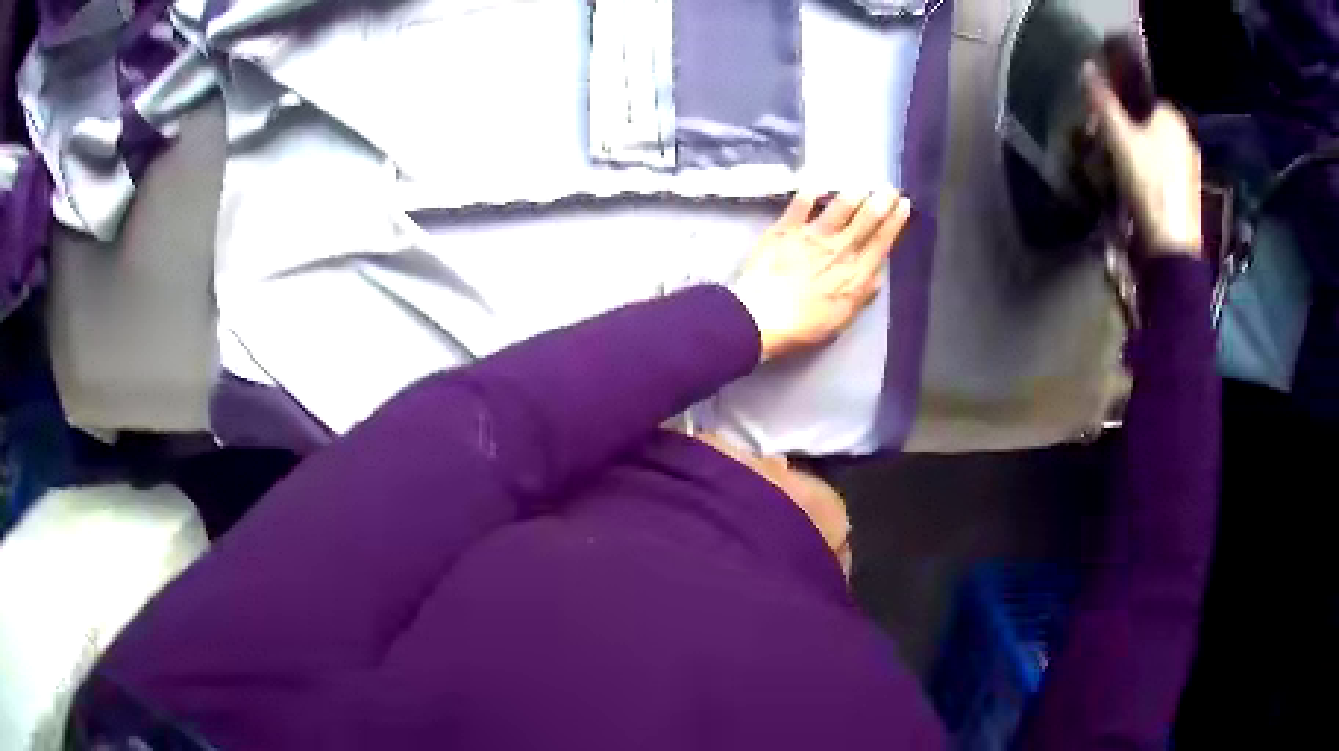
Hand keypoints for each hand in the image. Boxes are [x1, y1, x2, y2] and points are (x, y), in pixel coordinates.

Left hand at [730, 188, 911, 360]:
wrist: (759, 315)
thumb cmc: (802, 326)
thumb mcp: (842, 318)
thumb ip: (863, 293)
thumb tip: (878, 273)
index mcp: (855, 274)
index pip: (881, 242)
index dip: (895, 222)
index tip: (904, 206)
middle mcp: (839, 249)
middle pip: (866, 220)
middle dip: (882, 201)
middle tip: (891, 188)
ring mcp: (812, 236)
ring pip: (840, 207)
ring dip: (853, 194)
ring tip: (863, 185)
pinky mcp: (785, 228)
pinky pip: (801, 204)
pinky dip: (811, 192)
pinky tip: (817, 184)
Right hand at [1083, 63, 1201, 256]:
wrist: (1171, 244)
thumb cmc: (1148, 183)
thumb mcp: (1118, 137)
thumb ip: (1103, 102)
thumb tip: (1086, 67)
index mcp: (1172, 116)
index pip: (1144, 98)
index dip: (1126, 106)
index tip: (1110, 119)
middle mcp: (1186, 137)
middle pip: (1153, 125)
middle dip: (1135, 131)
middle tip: (1113, 144)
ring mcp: (1192, 168)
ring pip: (1161, 151)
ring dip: (1145, 155)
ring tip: (1124, 170)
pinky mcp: (1190, 195)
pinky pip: (1167, 174)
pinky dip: (1155, 177)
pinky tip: (1141, 190)